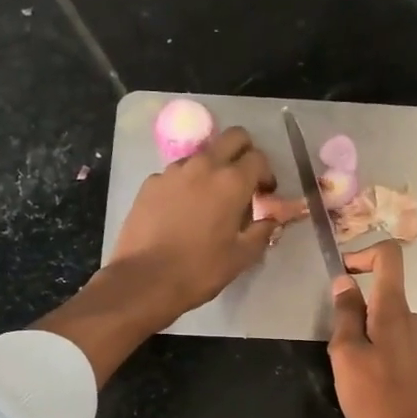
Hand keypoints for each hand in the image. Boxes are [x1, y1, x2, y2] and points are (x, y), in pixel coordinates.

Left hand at [110, 126, 282, 324]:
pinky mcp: (150, 183)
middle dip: (244, 153)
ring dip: (213, 168)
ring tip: (209, 199)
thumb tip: (272, 220)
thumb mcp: (241, 257)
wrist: (144, 280)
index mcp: (232, 182)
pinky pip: (176, 174)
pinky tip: (181, 211)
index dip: (266, 175)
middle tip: (243, 182)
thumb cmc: (200, 270)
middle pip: (233, 138)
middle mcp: (203, 166)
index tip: (264, 195)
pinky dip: (186, 184)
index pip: (259, 158)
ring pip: (202, 154)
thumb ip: (262, 231)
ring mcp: (173, 171)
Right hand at [329, 241, 416, 417]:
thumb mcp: (347, 355)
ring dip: (361, 335)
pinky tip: (366, 383)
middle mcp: (412, 318)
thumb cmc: (377, 399)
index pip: (389, 256)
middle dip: (353, 310)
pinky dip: (374, 350)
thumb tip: (344, 281)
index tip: (341, 274)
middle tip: (336, 346)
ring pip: (383, 321)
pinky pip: (392, 341)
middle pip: (381, 293)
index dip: (363, 254)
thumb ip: (345, 315)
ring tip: (349, 371)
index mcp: (395, 310)